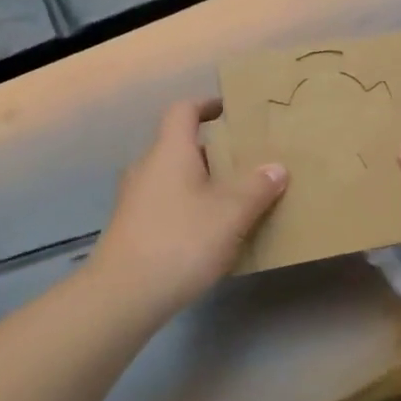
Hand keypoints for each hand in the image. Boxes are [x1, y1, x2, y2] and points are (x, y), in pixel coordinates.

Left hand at [86, 99, 286, 314]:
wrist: (123, 295)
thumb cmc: (181, 241)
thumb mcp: (230, 213)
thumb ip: (257, 187)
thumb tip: (276, 167)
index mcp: (170, 151)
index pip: (184, 110)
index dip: (206, 105)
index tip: (230, 111)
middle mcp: (147, 167)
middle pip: (180, 145)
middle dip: (213, 151)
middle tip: (245, 162)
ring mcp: (135, 198)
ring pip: (173, 177)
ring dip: (201, 181)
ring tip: (234, 198)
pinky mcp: (132, 227)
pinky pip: (166, 203)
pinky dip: (188, 206)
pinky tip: (209, 232)